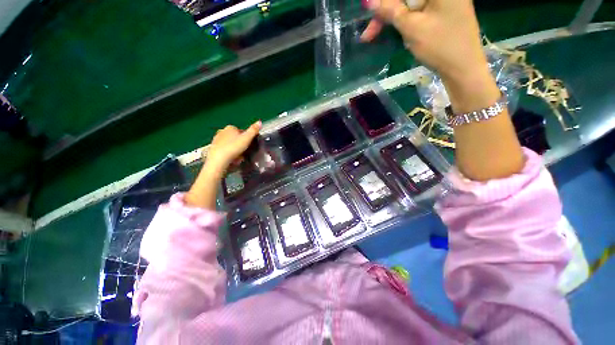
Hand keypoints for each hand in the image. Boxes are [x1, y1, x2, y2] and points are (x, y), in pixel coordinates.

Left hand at [203, 121, 261, 177]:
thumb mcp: (247, 138)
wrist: (219, 159)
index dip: (246, 138)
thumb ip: (253, 130)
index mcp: (230, 128)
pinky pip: (224, 150)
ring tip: (238, 158)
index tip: (249, 145)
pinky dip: (229, 154)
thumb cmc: (234, 147)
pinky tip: (231, 160)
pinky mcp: (213, 148)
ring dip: (235, 149)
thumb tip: (260, 122)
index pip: (241, 131)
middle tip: (244, 152)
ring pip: (230, 144)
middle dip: (240, 144)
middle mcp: (222, 131)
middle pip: (235, 138)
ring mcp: (216, 140)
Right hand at [361, 0, 486, 82]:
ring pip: (409, 4)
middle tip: (368, 34)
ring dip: (392, 18)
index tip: (368, 13)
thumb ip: (391, 11)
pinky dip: (404, 20)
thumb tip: (368, 1)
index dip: (384, 2)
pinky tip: (397, 31)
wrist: (463, 67)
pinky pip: (417, 10)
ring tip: (374, 36)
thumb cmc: (440, 46)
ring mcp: (443, 0)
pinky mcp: (442, 9)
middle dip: (385, 12)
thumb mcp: (412, 28)